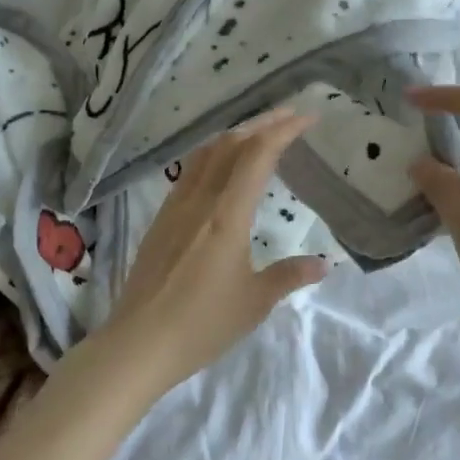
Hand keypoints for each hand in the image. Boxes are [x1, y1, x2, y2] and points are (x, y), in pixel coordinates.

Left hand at [101, 108, 328, 392]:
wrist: (138, 343)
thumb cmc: (201, 324)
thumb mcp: (254, 302)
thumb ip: (289, 276)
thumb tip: (322, 264)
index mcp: (226, 215)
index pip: (257, 155)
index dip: (284, 130)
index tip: (308, 117)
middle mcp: (198, 201)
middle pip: (230, 144)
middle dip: (262, 123)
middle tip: (289, 115)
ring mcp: (174, 208)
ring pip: (205, 154)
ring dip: (234, 136)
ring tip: (257, 134)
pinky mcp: (159, 221)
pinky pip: (189, 173)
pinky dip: (213, 156)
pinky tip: (220, 170)